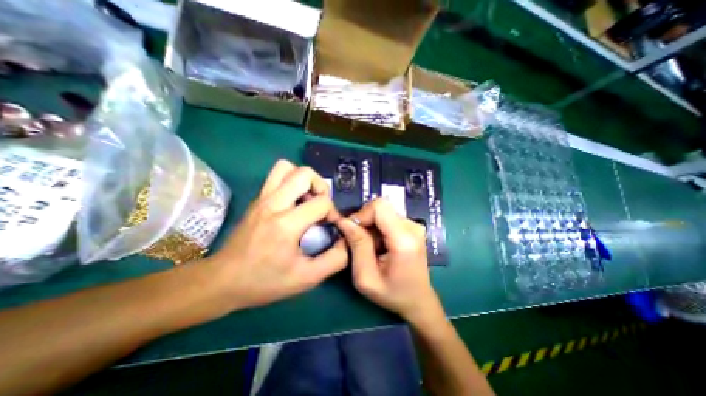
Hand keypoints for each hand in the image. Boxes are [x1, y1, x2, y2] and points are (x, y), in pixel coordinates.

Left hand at [208, 159, 349, 309]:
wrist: (222, 281)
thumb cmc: (264, 281)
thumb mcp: (307, 278)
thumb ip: (334, 260)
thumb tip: (346, 240)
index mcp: (286, 224)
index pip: (321, 202)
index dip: (333, 212)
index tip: (330, 225)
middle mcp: (273, 204)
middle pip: (304, 173)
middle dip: (321, 186)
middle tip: (321, 205)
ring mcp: (262, 198)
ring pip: (287, 167)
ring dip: (304, 179)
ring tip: (307, 199)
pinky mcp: (257, 199)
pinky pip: (277, 176)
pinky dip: (291, 181)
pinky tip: (294, 202)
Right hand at [334, 199, 442, 326]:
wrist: (418, 301)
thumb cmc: (392, 294)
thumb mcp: (366, 277)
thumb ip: (357, 245)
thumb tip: (344, 221)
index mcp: (404, 239)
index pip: (379, 207)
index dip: (361, 215)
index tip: (351, 232)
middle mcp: (413, 227)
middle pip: (381, 207)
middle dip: (364, 221)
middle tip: (358, 241)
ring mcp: (414, 225)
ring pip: (383, 212)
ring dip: (371, 226)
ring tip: (369, 246)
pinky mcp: (412, 227)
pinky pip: (388, 217)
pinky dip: (378, 228)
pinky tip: (378, 244)